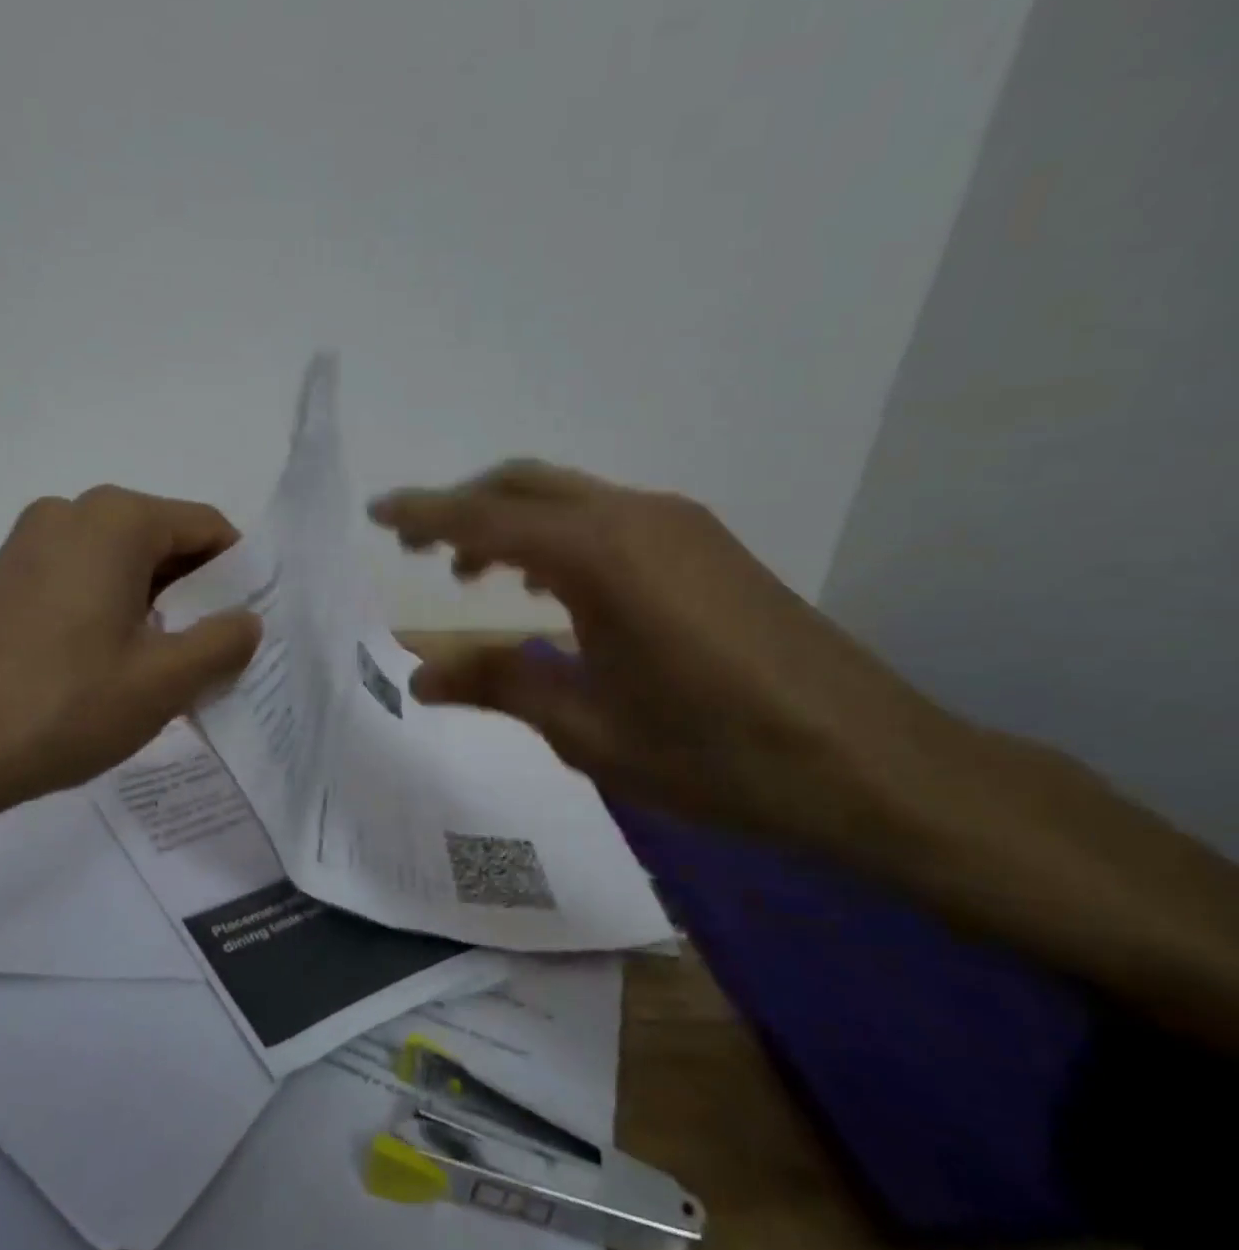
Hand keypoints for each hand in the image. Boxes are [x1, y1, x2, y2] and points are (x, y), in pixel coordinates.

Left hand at [0, 486, 260, 910]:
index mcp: (116, 520)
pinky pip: (79, 581)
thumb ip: (223, 642)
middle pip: (162, 543)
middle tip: (208, 659)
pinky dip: (109, 613)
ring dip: (153, 609)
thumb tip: (247, 620)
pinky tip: (105, 670)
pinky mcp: (1, 577)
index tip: (245, 629)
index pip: (207, 527)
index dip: (238, 576)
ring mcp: (27, 543)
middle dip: (195, 596)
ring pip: (119, 565)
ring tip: (158, 673)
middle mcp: (69, 512)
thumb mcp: (164, 681)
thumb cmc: (62, 708)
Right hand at [370, 460, 964, 854]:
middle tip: (417, 550)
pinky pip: (608, 517)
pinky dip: (558, 535)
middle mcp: (636, 517)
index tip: (377, 513)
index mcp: (599, 555)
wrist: (872, 764)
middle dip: (462, 507)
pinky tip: (551, 586)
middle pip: (524, 485)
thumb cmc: (715, 753)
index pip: (486, 519)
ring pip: (568, 497)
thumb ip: (499, 685)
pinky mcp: (707, 546)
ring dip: (511, 521)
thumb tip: (420, 675)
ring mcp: (680, 525)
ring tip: (474, 574)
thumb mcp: (587, 729)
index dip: (425, 515)